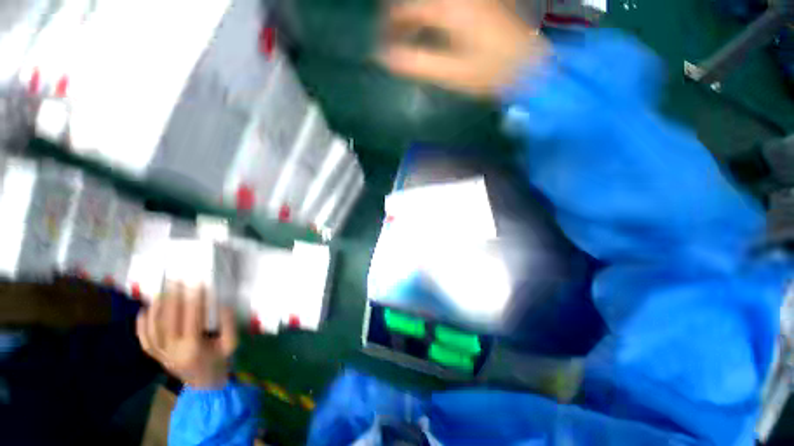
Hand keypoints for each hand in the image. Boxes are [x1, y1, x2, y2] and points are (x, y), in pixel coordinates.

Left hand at [136, 283, 236, 388]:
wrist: (204, 386)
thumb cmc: (220, 362)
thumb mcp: (231, 344)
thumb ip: (228, 324)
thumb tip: (223, 304)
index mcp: (193, 348)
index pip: (192, 318)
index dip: (194, 299)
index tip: (197, 283)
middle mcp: (172, 350)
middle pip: (168, 320)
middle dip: (173, 298)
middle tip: (177, 281)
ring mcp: (161, 354)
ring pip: (153, 328)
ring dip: (157, 308)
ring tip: (162, 291)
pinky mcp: (156, 356)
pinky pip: (144, 340)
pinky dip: (142, 325)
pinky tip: (144, 311)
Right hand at [379, 0, 549, 96]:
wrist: (530, 64)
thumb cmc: (490, 73)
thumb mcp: (451, 73)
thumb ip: (416, 63)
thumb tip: (384, 58)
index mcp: (450, 9)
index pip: (405, 9)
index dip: (388, 27)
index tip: (382, 47)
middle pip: (416, 1)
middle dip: (399, 16)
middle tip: (393, 37)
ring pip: (431, 3)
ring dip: (415, 14)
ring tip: (408, 33)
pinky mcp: (480, 2)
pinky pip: (445, 5)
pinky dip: (431, 14)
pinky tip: (430, 28)